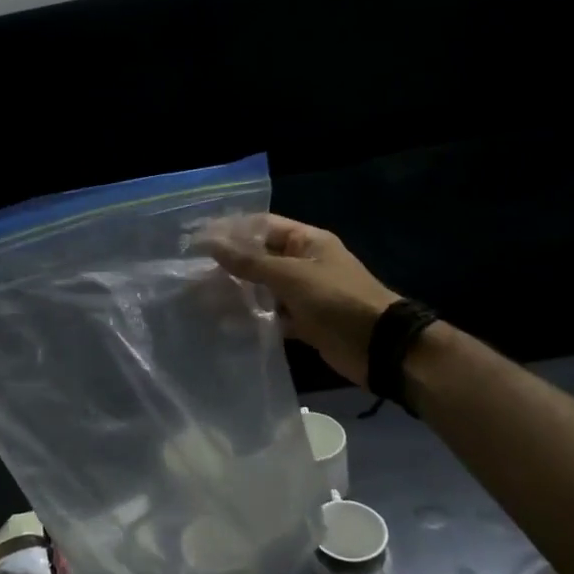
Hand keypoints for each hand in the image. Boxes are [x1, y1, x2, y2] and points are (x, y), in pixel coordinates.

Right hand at [207, 216, 398, 388]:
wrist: (380, 347)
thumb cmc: (336, 300)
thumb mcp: (290, 276)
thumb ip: (250, 261)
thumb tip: (211, 243)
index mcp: (307, 241)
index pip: (262, 226)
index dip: (231, 230)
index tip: (198, 239)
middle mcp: (304, 263)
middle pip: (260, 257)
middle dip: (229, 264)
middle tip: (194, 271)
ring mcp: (304, 294)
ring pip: (263, 288)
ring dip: (237, 292)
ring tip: (202, 298)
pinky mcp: (304, 322)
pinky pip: (272, 315)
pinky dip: (252, 318)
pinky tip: (226, 323)